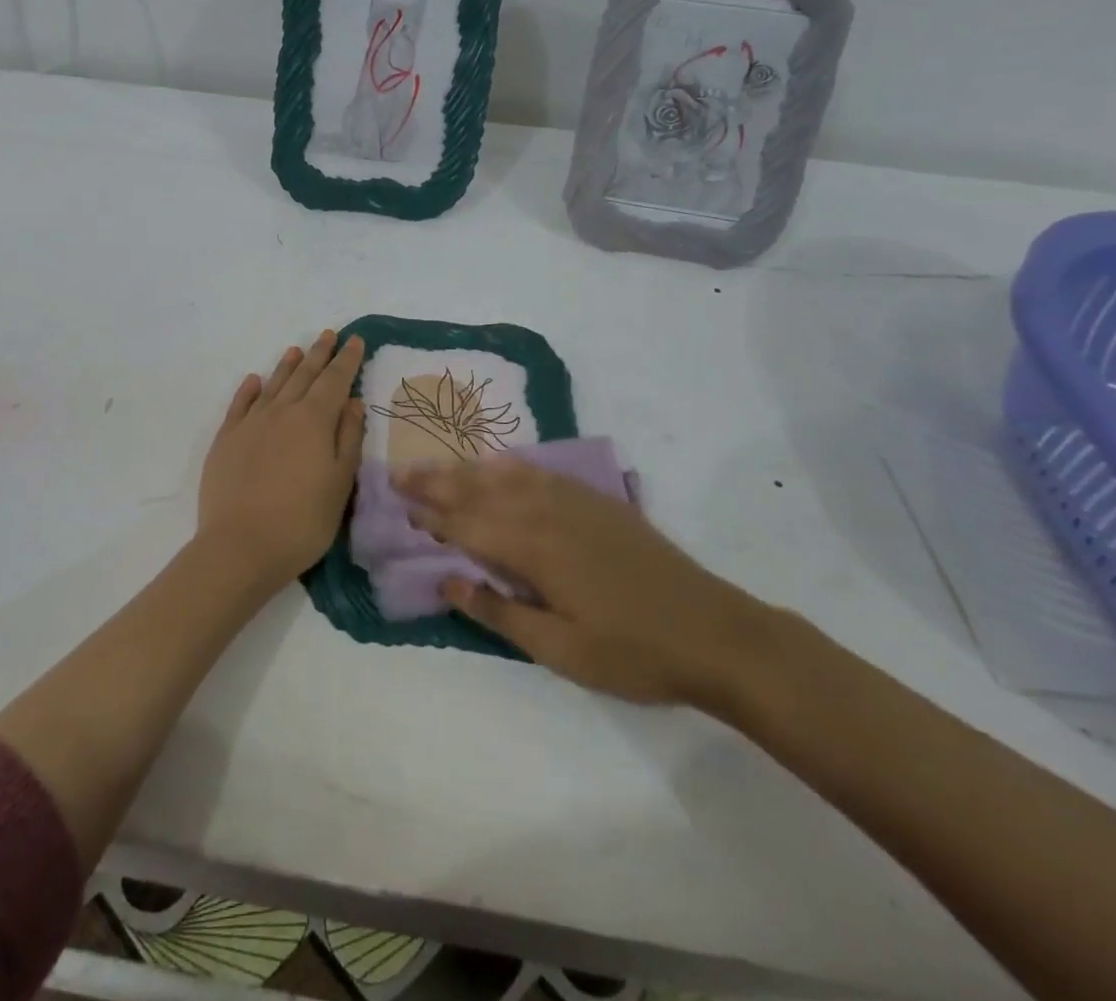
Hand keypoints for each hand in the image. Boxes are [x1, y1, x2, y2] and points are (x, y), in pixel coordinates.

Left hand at [197, 331, 366, 591]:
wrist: (240, 546)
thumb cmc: (302, 521)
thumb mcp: (340, 483)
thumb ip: (348, 438)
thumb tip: (351, 402)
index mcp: (314, 420)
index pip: (335, 381)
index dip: (346, 360)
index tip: (355, 341)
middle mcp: (281, 412)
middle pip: (304, 375)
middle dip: (319, 354)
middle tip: (329, 335)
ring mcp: (250, 424)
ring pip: (273, 384)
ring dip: (287, 366)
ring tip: (296, 350)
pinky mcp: (226, 440)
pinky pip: (239, 405)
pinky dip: (249, 390)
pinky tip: (254, 381)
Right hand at [394, 458, 776, 711]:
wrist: (715, 632)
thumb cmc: (633, 652)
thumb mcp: (561, 650)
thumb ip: (500, 611)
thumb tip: (447, 580)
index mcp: (534, 549)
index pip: (468, 525)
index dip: (433, 516)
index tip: (401, 506)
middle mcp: (547, 513)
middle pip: (480, 491)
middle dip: (437, 483)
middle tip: (400, 474)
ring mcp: (574, 501)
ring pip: (506, 476)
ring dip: (466, 470)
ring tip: (435, 465)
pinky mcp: (596, 501)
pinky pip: (540, 472)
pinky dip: (510, 465)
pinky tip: (498, 463)